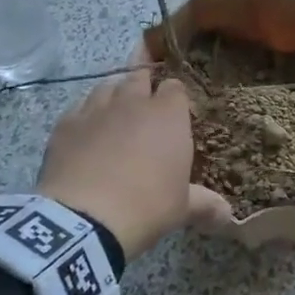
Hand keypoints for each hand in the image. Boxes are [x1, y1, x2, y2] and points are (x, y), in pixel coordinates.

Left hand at [38, 68, 192, 258]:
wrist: (83, 219)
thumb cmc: (146, 207)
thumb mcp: (182, 209)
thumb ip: (205, 204)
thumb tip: (229, 215)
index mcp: (167, 115)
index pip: (175, 87)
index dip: (176, 96)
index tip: (177, 111)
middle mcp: (132, 102)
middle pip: (140, 75)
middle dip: (145, 82)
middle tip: (146, 98)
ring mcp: (95, 109)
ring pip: (107, 85)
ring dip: (115, 93)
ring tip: (117, 110)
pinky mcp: (66, 124)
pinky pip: (79, 107)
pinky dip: (86, 114)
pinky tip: (87, 130)